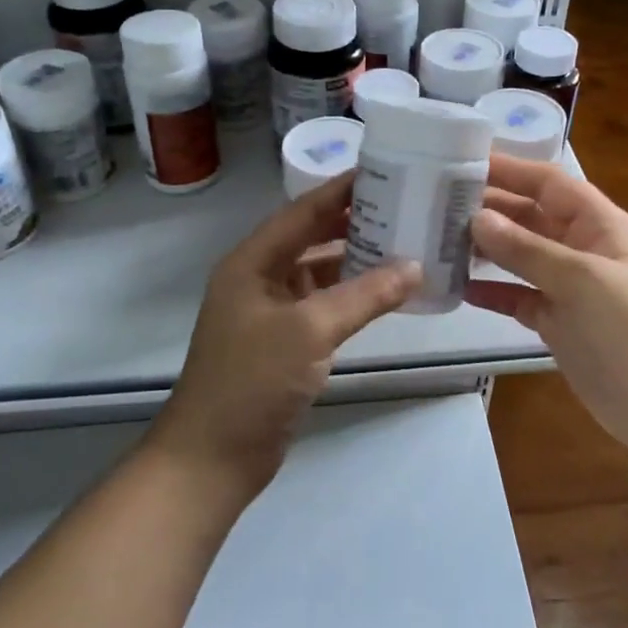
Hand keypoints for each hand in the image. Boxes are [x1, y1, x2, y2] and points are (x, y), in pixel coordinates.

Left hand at [156, 174, 421, 496]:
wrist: (213, 457)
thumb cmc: (253, 381)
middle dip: (353, 223)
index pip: (302, 212)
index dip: (340, 190)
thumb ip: (364, 295)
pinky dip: (352, 298)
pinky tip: (385, 294)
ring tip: (404, 244)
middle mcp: (259, 279)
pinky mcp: (283, 343)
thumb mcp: (310, 331)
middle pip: (311, 238)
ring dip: (356, 261)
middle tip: (403, 206)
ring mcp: (270, 313)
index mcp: (252, 262)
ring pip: (319, 273)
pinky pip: (323, 306)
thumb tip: (414, 267)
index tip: (383, 170)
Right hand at [467, 154, 627, 449]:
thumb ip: (526, 249)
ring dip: (485, 249)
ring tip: (438, 242)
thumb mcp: (580, 280)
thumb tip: (477, 217)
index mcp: (598, 224)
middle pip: (529, 216)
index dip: (508, 169)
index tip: (460, 162)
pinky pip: (518, 296)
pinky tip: (458, 288)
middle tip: (434, 204)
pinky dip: (492, 291)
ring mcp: (569, 287)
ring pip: (519, 257)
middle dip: (488, 209)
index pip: (547, 183)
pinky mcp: (557, 322)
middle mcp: (582, 247)